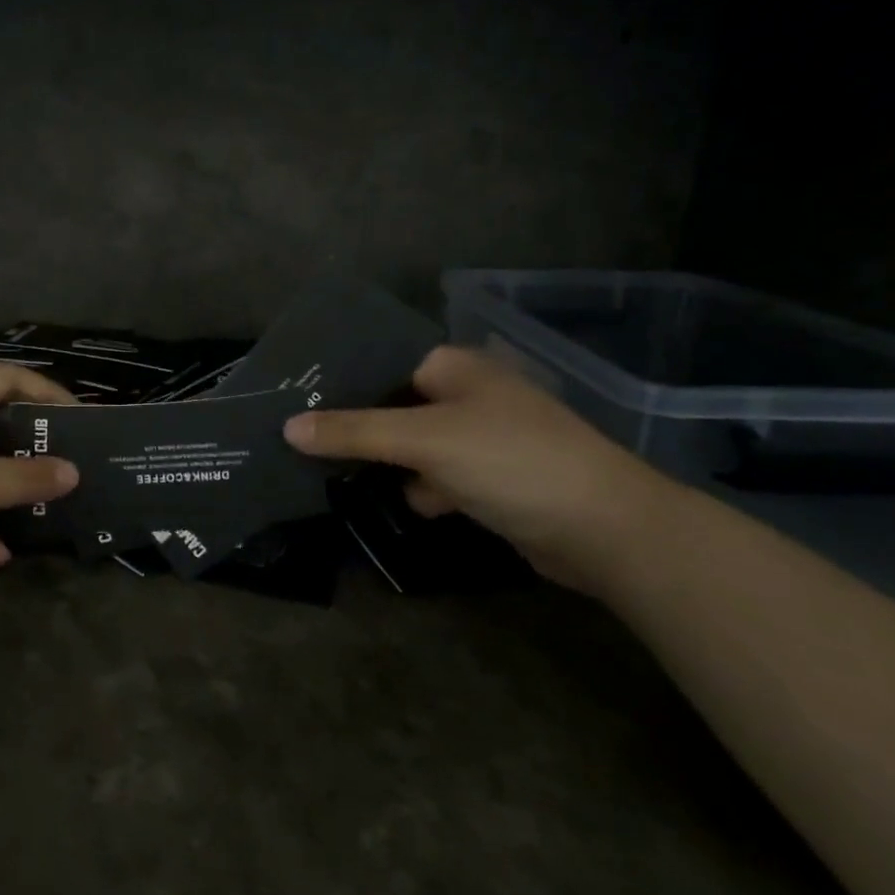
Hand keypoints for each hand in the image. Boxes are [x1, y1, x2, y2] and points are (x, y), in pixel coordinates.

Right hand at [282, 346, 674, 592]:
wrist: (607, 532)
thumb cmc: (512, 462)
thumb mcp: (425, 440)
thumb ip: (354, 431)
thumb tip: (288, 427)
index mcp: (454, 367)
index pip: (379, 363)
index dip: (338, 381)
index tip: (291, 400)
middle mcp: (466, 394)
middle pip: (391, 406)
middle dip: (354, 427)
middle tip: (298, 440)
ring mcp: (480, 438)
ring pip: (410, 444)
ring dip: (384, 462)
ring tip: (331, 474)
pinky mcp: (489, 480)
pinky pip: (435, 475)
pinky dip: (419, 488)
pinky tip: (405, 503)